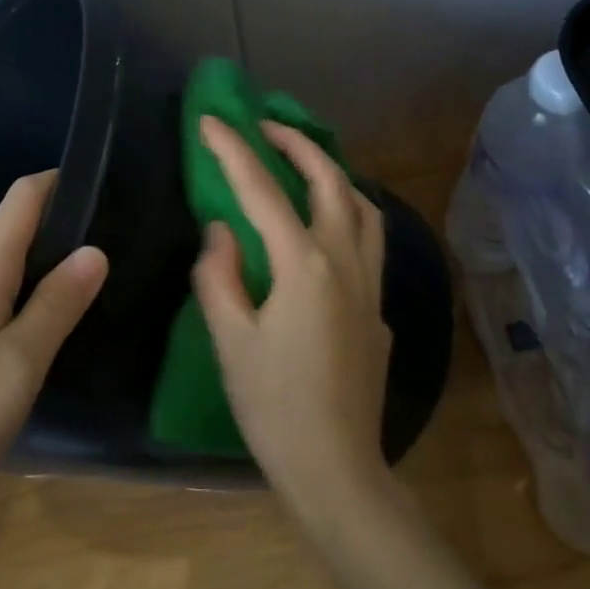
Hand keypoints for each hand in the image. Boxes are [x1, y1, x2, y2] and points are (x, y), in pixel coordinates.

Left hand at [0, 171, 106, 533]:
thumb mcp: (19, 364)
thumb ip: (57, 303)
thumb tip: (94, 250)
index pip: (20, 201)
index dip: (58, 182)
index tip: (100, 183)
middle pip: (10, 238)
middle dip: (56, 239)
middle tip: (107, 261)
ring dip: (35, 281)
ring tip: (78, 304)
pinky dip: (12, 310)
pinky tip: (30, 345)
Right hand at [191, 116, 393, 510]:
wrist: (336, 467)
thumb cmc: (273, 406)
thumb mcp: (230, 340)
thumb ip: (219, 275)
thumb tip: (221, 231)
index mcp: (303, 265)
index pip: (262, 191)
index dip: (233, 151)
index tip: (211, 121)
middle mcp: (345, 262)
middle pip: (330, 181)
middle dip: (297, 144)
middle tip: (266, 128)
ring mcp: (370, 285)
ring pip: (363, 206)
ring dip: (333, 174)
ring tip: (302, 167)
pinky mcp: (378, 309)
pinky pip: (369, 241)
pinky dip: (348, 213)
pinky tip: (326, 229)